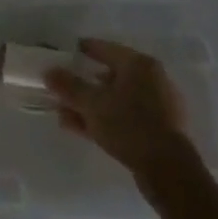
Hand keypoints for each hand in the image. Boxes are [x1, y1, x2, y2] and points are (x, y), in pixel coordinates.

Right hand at [46, 38, 191, 178]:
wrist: (168, 170)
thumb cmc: (130, 125)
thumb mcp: (92, 104)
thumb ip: (68, 86)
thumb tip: (48, 71)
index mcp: (138, 64)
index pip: (104, 48)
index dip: (82, 49)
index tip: (63, 53)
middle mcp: (151, 79)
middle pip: (109, 75)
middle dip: (82, 84)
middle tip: (60, 89)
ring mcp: (157, 106)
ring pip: (115, 99)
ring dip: (89, 105)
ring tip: (63, 114)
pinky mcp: (157, 130)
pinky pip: (123, 117)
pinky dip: (103, 119)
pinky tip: (80, 128)